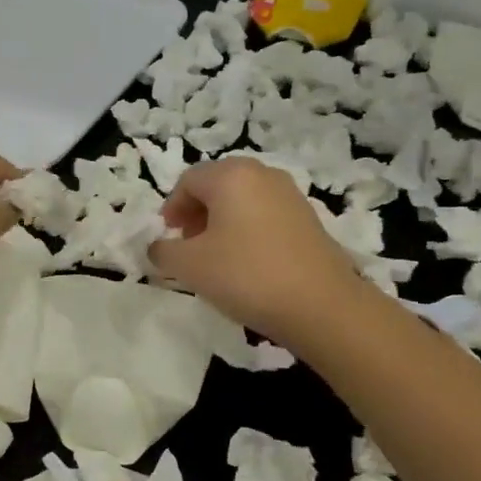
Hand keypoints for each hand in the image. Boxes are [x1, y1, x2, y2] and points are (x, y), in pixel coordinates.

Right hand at [149, 157, 362, 344]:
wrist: (321, 305)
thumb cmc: (246, 275)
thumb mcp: (189, 266)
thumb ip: (163, 251)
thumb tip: (159, 247)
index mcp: (231, 176)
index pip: (188, 181)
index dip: (172, 207)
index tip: (168, 236)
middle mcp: (262, 175)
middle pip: (217, 185)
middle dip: (197, 212)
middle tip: (188, 243)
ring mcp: (291, 195)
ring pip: (243, 200)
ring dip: (222, 221)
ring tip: (216, 256)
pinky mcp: (309, 219)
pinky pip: (265, 214)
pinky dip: (247, 230)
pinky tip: (247, 263)